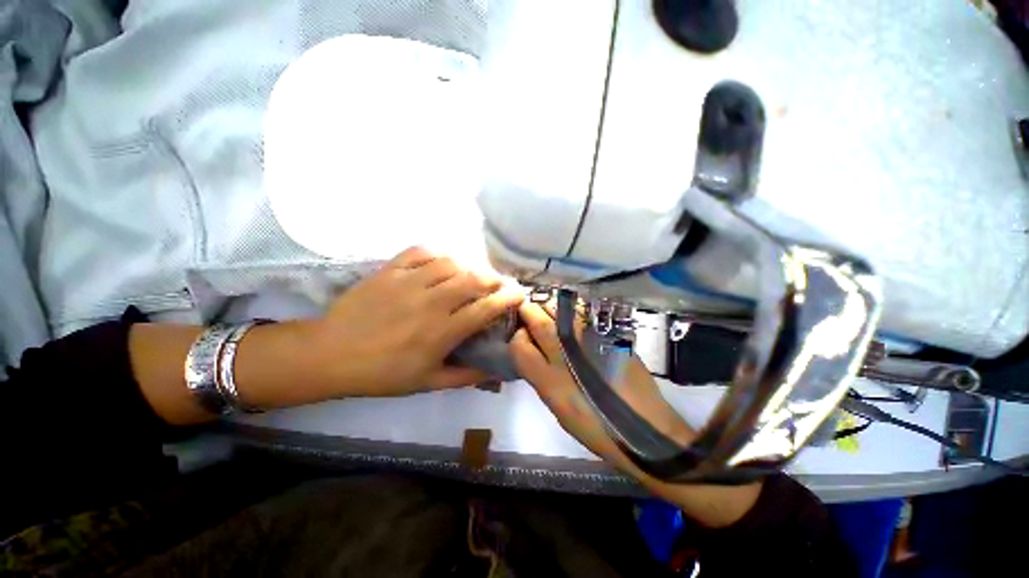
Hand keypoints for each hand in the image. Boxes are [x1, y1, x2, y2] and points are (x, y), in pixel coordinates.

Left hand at [304, 247, 523, 396]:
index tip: (519, 293)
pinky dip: (437, 253)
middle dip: (493, 279)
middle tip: (497, 284)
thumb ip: (465, 377)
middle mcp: (431, 302)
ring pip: (451, 263)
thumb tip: (496, 373)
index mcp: (443, 331)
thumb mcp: (427, 383)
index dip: (508, 298)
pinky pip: (421, 251)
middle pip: (474, 279)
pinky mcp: (390, 270)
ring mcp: (409, 282)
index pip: (486, 308)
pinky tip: (441, 263)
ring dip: (468, 267)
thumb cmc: (382, 373)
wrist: (331, 354)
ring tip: (469, 275)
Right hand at [509, 302, 761, 527]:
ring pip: (560, 311)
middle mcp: (566, 357)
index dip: (517, 337)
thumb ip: (542, 378)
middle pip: (537, 321)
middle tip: (528, 310)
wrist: (646, 429)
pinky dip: (571, 309)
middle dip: (528, 311)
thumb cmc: (597, 430)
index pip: (519, 346)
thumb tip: (533, 353)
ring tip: (547, 309)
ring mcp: (589, 342)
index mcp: (550, 382)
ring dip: (549, 306)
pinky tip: (571, 314)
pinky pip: (582, 313)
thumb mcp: (559, 411)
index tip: (522, 335)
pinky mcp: (609, 337)